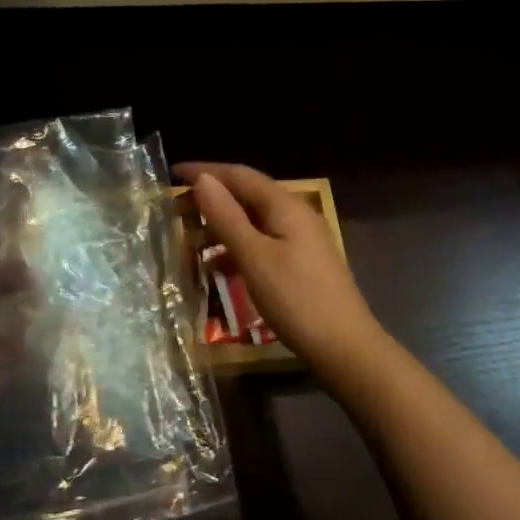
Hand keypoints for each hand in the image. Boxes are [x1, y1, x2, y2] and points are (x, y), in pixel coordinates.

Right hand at [177, 163, 384, 381]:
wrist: (346, 349)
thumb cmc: (296, 300)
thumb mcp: (254, 258)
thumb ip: (227, 217)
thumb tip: (202, 179)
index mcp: (285, 205)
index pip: (239, 175)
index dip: (205, 171)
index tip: (173, 173)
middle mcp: (296, 213)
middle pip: (247, 194)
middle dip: (212, 198)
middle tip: (176, 209)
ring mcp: (302, 239)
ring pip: (254, 220)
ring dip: (223, 225)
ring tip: (190, 238)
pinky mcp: (303, 262)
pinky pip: (263, 242)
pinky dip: (238, 247)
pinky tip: (219, 266)